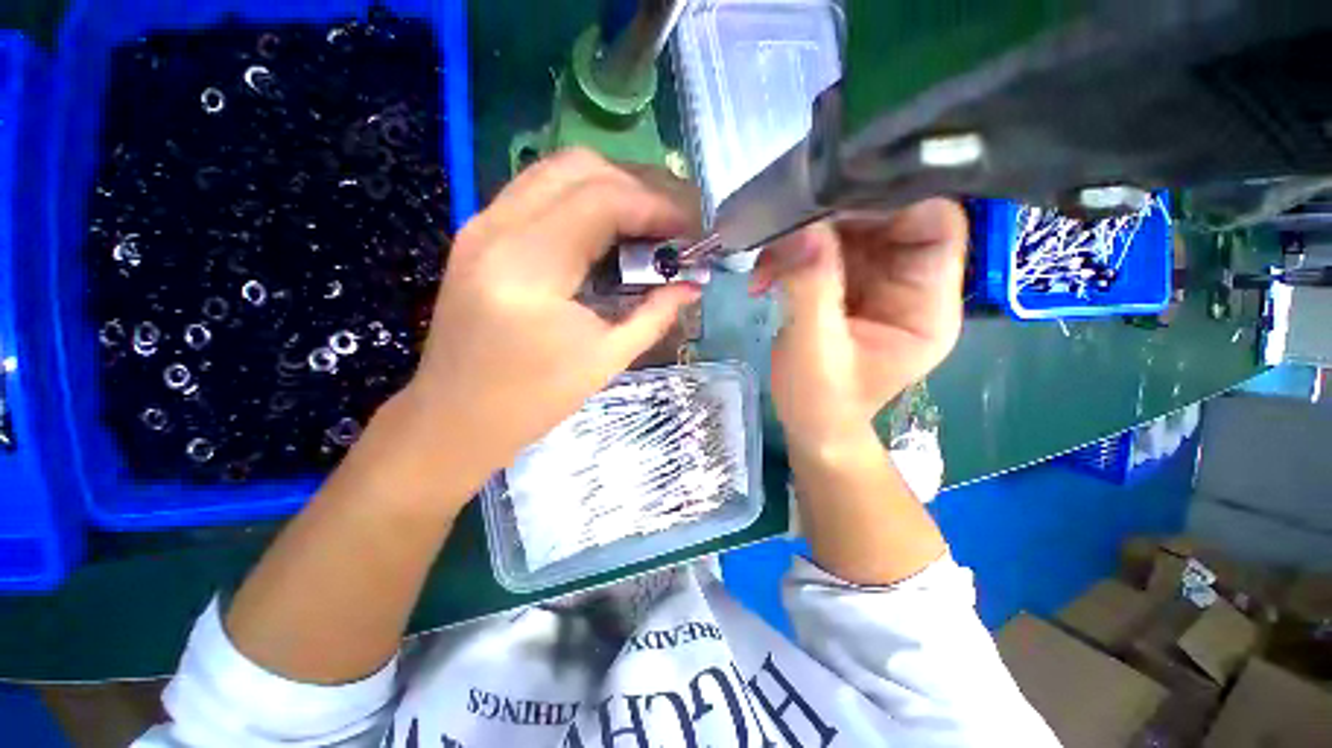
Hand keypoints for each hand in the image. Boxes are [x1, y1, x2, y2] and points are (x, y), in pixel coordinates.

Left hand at [384, 149, 701, 494]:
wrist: (455, 417)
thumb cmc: (532, 400)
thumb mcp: (605, 360)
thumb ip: (654, 315)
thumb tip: (692, 285)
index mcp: (528, 268)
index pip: (602, 201)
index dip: (655, 207)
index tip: (688, 230)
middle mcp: (497, 229)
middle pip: (579, 167)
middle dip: (636, 187)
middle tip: (669, 224)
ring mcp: (480, 225)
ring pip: (556, 171)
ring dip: (610, 187)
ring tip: (646, 223)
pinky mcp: (478, 234)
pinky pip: (538, 191)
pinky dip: (582, 199)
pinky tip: (606, 230)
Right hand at [751, 199, 967, 455]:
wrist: (810, 424)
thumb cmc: (820, 402)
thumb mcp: (816, 351)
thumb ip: (811, 290)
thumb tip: (804, 229)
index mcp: (927, 306)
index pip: (935, 226)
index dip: (894, 203)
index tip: (833, 203)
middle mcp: (909, 285)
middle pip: (885, 219)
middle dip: (831, 222)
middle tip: (784, 234)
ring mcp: (874, 282)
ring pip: (847, 231)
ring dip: (801, 240)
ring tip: (766, 267)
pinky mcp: (844, 284)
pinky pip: (821, 250)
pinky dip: (790, 255)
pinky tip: (764, 277)